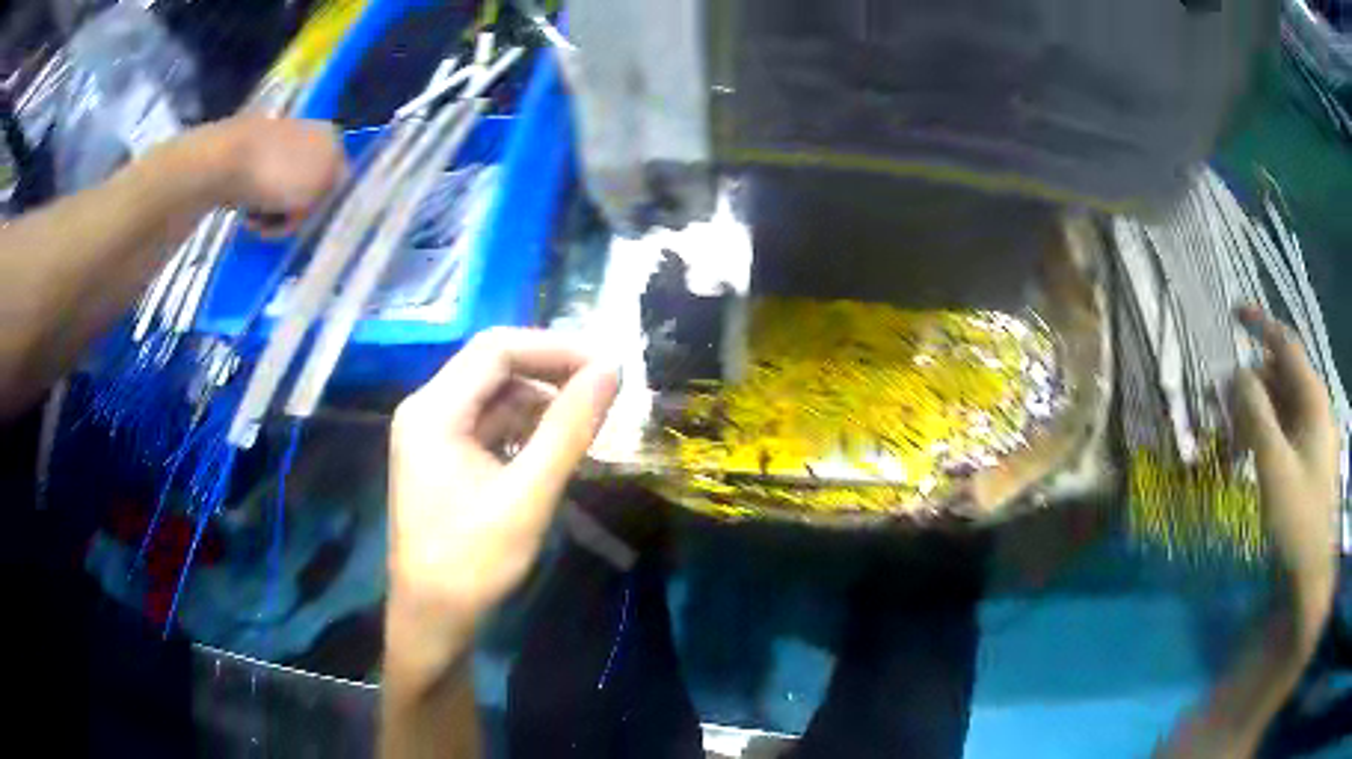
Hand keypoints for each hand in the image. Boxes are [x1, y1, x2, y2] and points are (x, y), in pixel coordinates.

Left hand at [199, 114, 346, 233]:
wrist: (226, 161)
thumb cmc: (277, 176)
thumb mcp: (319, 189)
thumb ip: (334, 193)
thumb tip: (324, 197)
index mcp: (331, 137)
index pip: (340, 179)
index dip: (325, 206)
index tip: (309, 224)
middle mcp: (311, 135)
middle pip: (311, 188)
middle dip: (296, 213)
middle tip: (279, 225)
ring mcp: (280, 144)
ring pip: (285, 192)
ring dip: (274, 216)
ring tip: (258, 223)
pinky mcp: (254, 156)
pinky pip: (263, 190)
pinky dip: (257, 208)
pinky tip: (247, 214)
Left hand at [385, 329, 618, 694]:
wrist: (432, 617)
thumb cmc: (474, 561)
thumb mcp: (528, 495)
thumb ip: (569, 428)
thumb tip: (611, 370)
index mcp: (434, 410)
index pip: (497, 349)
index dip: (555, 349)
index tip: (607, 367)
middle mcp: (426, 409)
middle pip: (493, 365)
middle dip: (550, 372)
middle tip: (604, 390)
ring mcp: (432, 432)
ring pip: (493, 394)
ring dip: (540, 401)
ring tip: (586, 422)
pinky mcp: (442, 455)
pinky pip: (487, 423)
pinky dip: (523, 427)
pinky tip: (553, 446)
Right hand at [1232, 307, 1339, 613]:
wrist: (1311, 571)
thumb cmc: (1298, 519)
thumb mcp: (1275, 468)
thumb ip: (1256, 416)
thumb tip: (1236, 375)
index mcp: (1313, 399)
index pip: (1286, 345)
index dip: (1260, 324)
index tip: (1233, 314)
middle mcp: (1315, 407)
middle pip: (1279, 378)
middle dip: (1249, 388)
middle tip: (1219, 410)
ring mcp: (1313, 433)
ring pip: (1280, 406)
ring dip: (1254, 417)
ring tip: (1230, 445)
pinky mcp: (1308, 456)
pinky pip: (1284, 431)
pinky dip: (1264, 437)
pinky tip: (1247, 460)